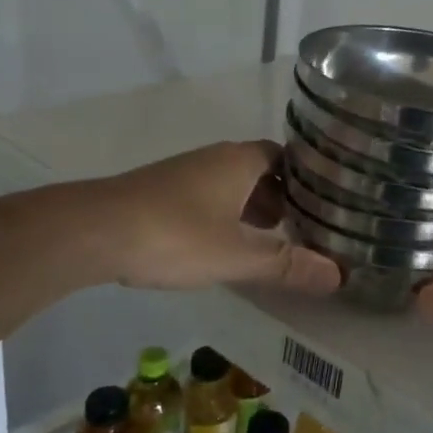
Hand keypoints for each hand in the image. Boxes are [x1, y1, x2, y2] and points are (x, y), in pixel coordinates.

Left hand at [99, 140, 340, 294]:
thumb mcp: (237, 256)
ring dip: (253, 207)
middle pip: (261, 170)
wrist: (93, 231)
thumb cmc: (175, 235)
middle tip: (306, 226)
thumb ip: (287, 265)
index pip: (287, 157)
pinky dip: (227, 214)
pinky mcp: (162, 192)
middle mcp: (216, 158)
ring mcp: (186, 173)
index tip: (330, 201)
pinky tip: (225, 244)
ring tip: (272, 239)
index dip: (309, 178)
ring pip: (233, 185)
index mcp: (240, 161)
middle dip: (284, 197)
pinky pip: (209, 196)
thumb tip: (339, 275)